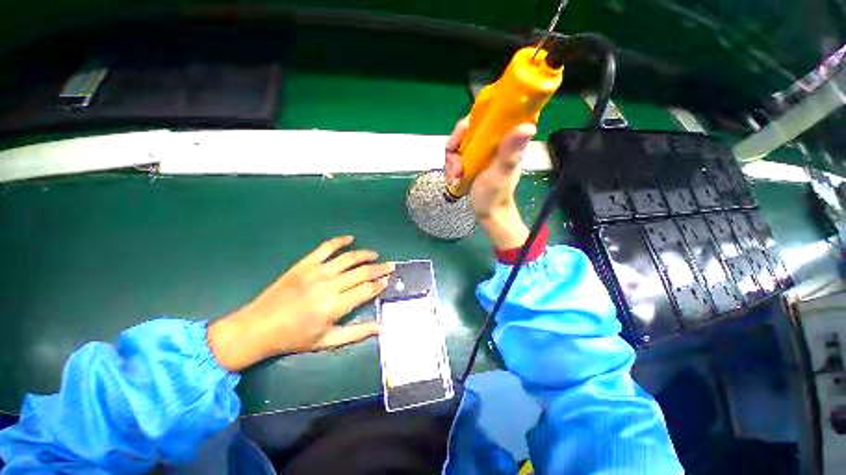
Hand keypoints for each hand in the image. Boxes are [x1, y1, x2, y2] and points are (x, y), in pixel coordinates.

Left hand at [208, 236, 394, 371]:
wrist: (257, 328)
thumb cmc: (294, 338)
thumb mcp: (327, 341)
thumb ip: (357, 332)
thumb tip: (381, 327)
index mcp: (335, 306)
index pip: (366, 290)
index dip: (379, 284)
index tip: (388, 280)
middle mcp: (329, 285)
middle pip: (362, 272)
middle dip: (379, 268)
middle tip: (391, 265)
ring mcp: (316, 271)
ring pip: (348, 258)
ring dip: (365, 254)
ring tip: (375, 254)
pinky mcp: (304, 264)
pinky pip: (326, 248)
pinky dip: (339, 241)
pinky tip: (350, 239)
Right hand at [444, 118, 536, 248]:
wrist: (488, 214)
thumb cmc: (495, 196)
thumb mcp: (500, 174)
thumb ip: (509, 153)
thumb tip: (528, 126)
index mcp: (504, 140)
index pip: (486, 116)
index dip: (468, 123)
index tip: (459, 139)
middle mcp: (492, 142)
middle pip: (466, 132)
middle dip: (455, 150)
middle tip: (456, 169)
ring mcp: (480, 153)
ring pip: (458, 146)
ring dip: (452, 163)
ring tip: (455, 179)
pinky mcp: (472, 162)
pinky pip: (455, 158)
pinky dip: (451, 169)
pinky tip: (454, 181)